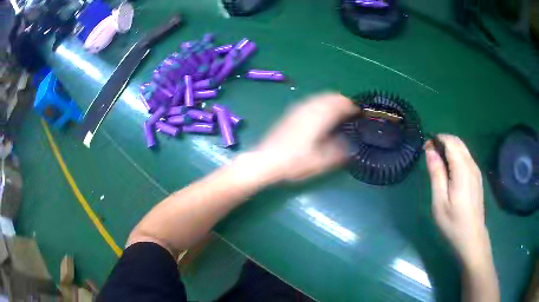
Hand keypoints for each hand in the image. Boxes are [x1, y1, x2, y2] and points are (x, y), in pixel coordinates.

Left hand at [247, 93, 358, 181]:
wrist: (266, 160)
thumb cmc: (294, 162)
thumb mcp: (321, 162)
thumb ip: (338, 152)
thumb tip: (350, 145)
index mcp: (319, 118)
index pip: (339, 104)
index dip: (351, 107)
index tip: (359, 112)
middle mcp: (309, 109)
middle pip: (329, 96)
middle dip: (342, 100)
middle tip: (350, 109)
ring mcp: (298, 109)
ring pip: (319, 97)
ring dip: (331, 99)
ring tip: (338, 108)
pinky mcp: (291, 113)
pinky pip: (310, 101)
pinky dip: (320, 102)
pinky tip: (319, 111)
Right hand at [425, 135, 489, 261]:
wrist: (472, 238)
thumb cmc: (453, 223)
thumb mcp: (439, 201)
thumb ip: (436, 174)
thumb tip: (430, 151)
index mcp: (462, 170)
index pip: (450, 142)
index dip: (437, 139)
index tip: (425, 148)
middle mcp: (471, 165)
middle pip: (458, 142)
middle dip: (443, 141)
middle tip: (430, 154)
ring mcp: (476, 171)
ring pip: (463, 149)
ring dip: (449, 148)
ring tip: (438, 162)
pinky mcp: (477, 177)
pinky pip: (467, 158)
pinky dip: (456, 156)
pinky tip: (450, 171)